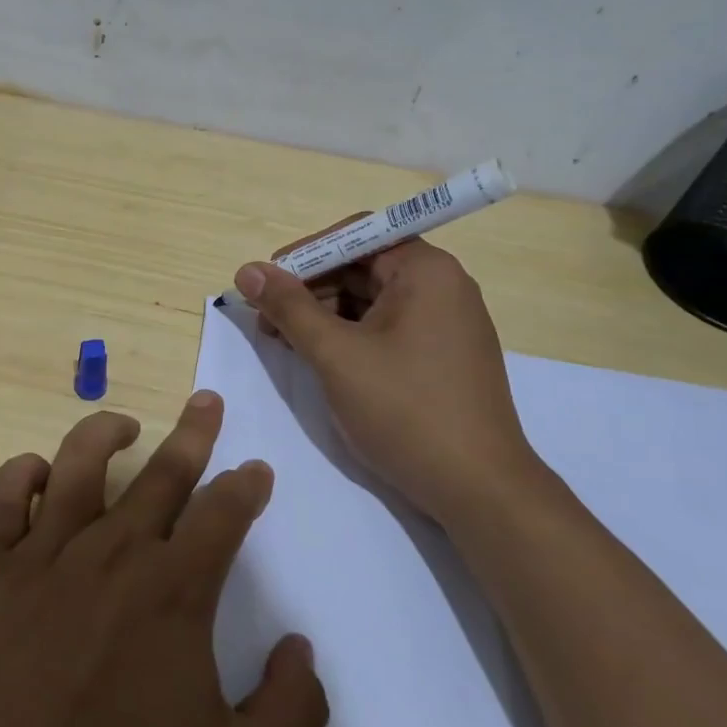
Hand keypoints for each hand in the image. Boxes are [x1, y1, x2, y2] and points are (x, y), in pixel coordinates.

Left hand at [0, 394, 328, 726]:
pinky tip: (39, 472)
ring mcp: (45, 552)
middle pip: (163, 472)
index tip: (256, 469)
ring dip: (106, 431)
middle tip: (206, 400)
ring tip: (125, 423)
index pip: (222, 513)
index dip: (245, 486)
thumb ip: (292, 711)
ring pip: (80, 462)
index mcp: (173, 590)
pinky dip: (23, 472)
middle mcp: (113, 552)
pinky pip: (4, 494)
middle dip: (193, 432)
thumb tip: (302, 646)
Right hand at [235, 237, 539, 522]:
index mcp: (425, 270)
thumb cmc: (406, 411)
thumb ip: (289, 307)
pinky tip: (322, 359)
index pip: (355, 236)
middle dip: (310, 289)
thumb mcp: (336, 355)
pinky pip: (388, 327)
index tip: (266, 284)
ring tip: (287, 344)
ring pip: (372, 299)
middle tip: (267, 321)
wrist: (480, 490)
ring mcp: (446, 322)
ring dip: (325, 315)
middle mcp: (442, 285)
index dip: (305, 255)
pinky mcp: (443, 355)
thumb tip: (247, 270)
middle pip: (362, 266)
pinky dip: (351, 336)